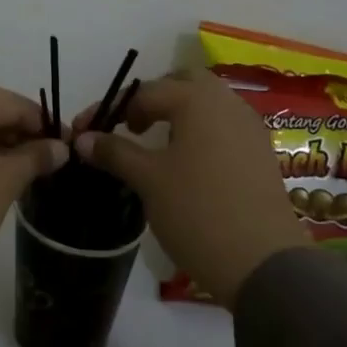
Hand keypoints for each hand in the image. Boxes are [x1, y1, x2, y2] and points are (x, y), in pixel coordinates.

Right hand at [72, 69, 306, 307]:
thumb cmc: (197, 211)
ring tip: (155, 145)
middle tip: (132, 126)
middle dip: (153, 98)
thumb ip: (115, 152)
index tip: (88, 133)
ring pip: (207, 104)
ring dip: (178, 114)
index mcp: (197, 99)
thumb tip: (83, 138)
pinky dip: (200, 132)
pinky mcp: (260, 153)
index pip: (145, 91)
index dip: (113, 110)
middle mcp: (227, 102)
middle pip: (183, 83)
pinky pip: (223, 127)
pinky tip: (187, 163)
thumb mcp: (148, 180)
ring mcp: (249, 127)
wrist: (263, 263)